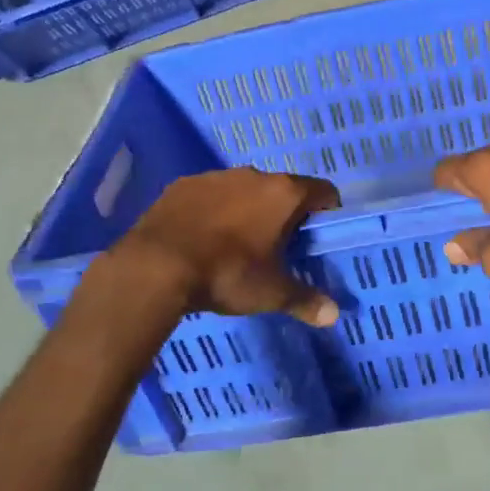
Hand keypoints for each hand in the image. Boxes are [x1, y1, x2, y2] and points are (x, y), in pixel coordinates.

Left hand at [103, 168, 341, 326]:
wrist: (156, 265)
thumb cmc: (227, 274)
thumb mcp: (270, 293)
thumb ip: (305, 300)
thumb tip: (333, 315)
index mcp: (283, 194)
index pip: (322, 191)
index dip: (327, 211)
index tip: (320, 233)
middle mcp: (253, 175)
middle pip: (282, 189)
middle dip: (284, 213)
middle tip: (278, 246)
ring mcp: (215, 176)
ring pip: (243, 189)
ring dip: (247, 209)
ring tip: (236, 243)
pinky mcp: (183, 184)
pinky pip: (209, 195)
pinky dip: (213, 210)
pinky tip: (202, 237)